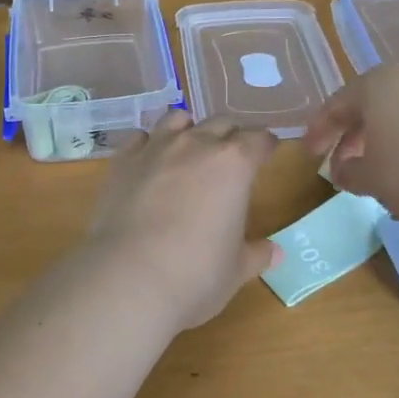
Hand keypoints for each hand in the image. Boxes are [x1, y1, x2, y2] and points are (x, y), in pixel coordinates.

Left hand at [83, 112, 282, 332]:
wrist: (128, 279)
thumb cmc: (195, 275)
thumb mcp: (236, 270)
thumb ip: (256, 254)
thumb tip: (275, 252)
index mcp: (234, 164)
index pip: (259, 139)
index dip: (265, 145)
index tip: (267, 153)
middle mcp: (196, 144)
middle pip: (221, 123)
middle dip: (230, 136)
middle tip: (231, 158)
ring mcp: (156, 147)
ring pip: (178, 119)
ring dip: (189, 130)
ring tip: (189, 151)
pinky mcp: (123, 160)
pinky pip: (141, 138)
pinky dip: (149, 145)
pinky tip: (150, 163)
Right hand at [302, 66, 398, 221]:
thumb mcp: (370, 178)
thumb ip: (348, 173)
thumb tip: (341, 171)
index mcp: (374, 85)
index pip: (336, 105)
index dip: (319, 131)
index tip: (310, 154)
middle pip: (369, 105)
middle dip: (352, 136)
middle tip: (342, 164)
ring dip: (383, 138)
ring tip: (378, 167)